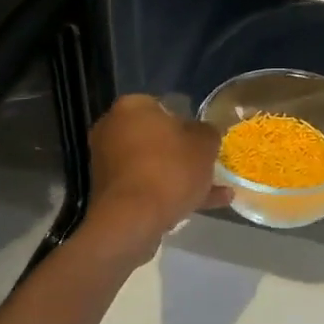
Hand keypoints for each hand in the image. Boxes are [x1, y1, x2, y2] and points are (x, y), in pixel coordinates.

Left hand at [79, 95, 228, 262]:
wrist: (133, 219)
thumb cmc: (170, 168)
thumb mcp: (204, 144)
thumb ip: (208, 132)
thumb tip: (205, 132)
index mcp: (131, 107)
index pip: (162, 104)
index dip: (187, 120)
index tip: (204, 137)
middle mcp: (112, 129)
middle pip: (156, 137)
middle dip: (183, 151)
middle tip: (207, 163)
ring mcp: (107, 162)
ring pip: (153, 165)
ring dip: (180, 176)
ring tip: (215, 190)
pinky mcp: (110, 192)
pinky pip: (146, 186)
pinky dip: (169, 193)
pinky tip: (202, 206)